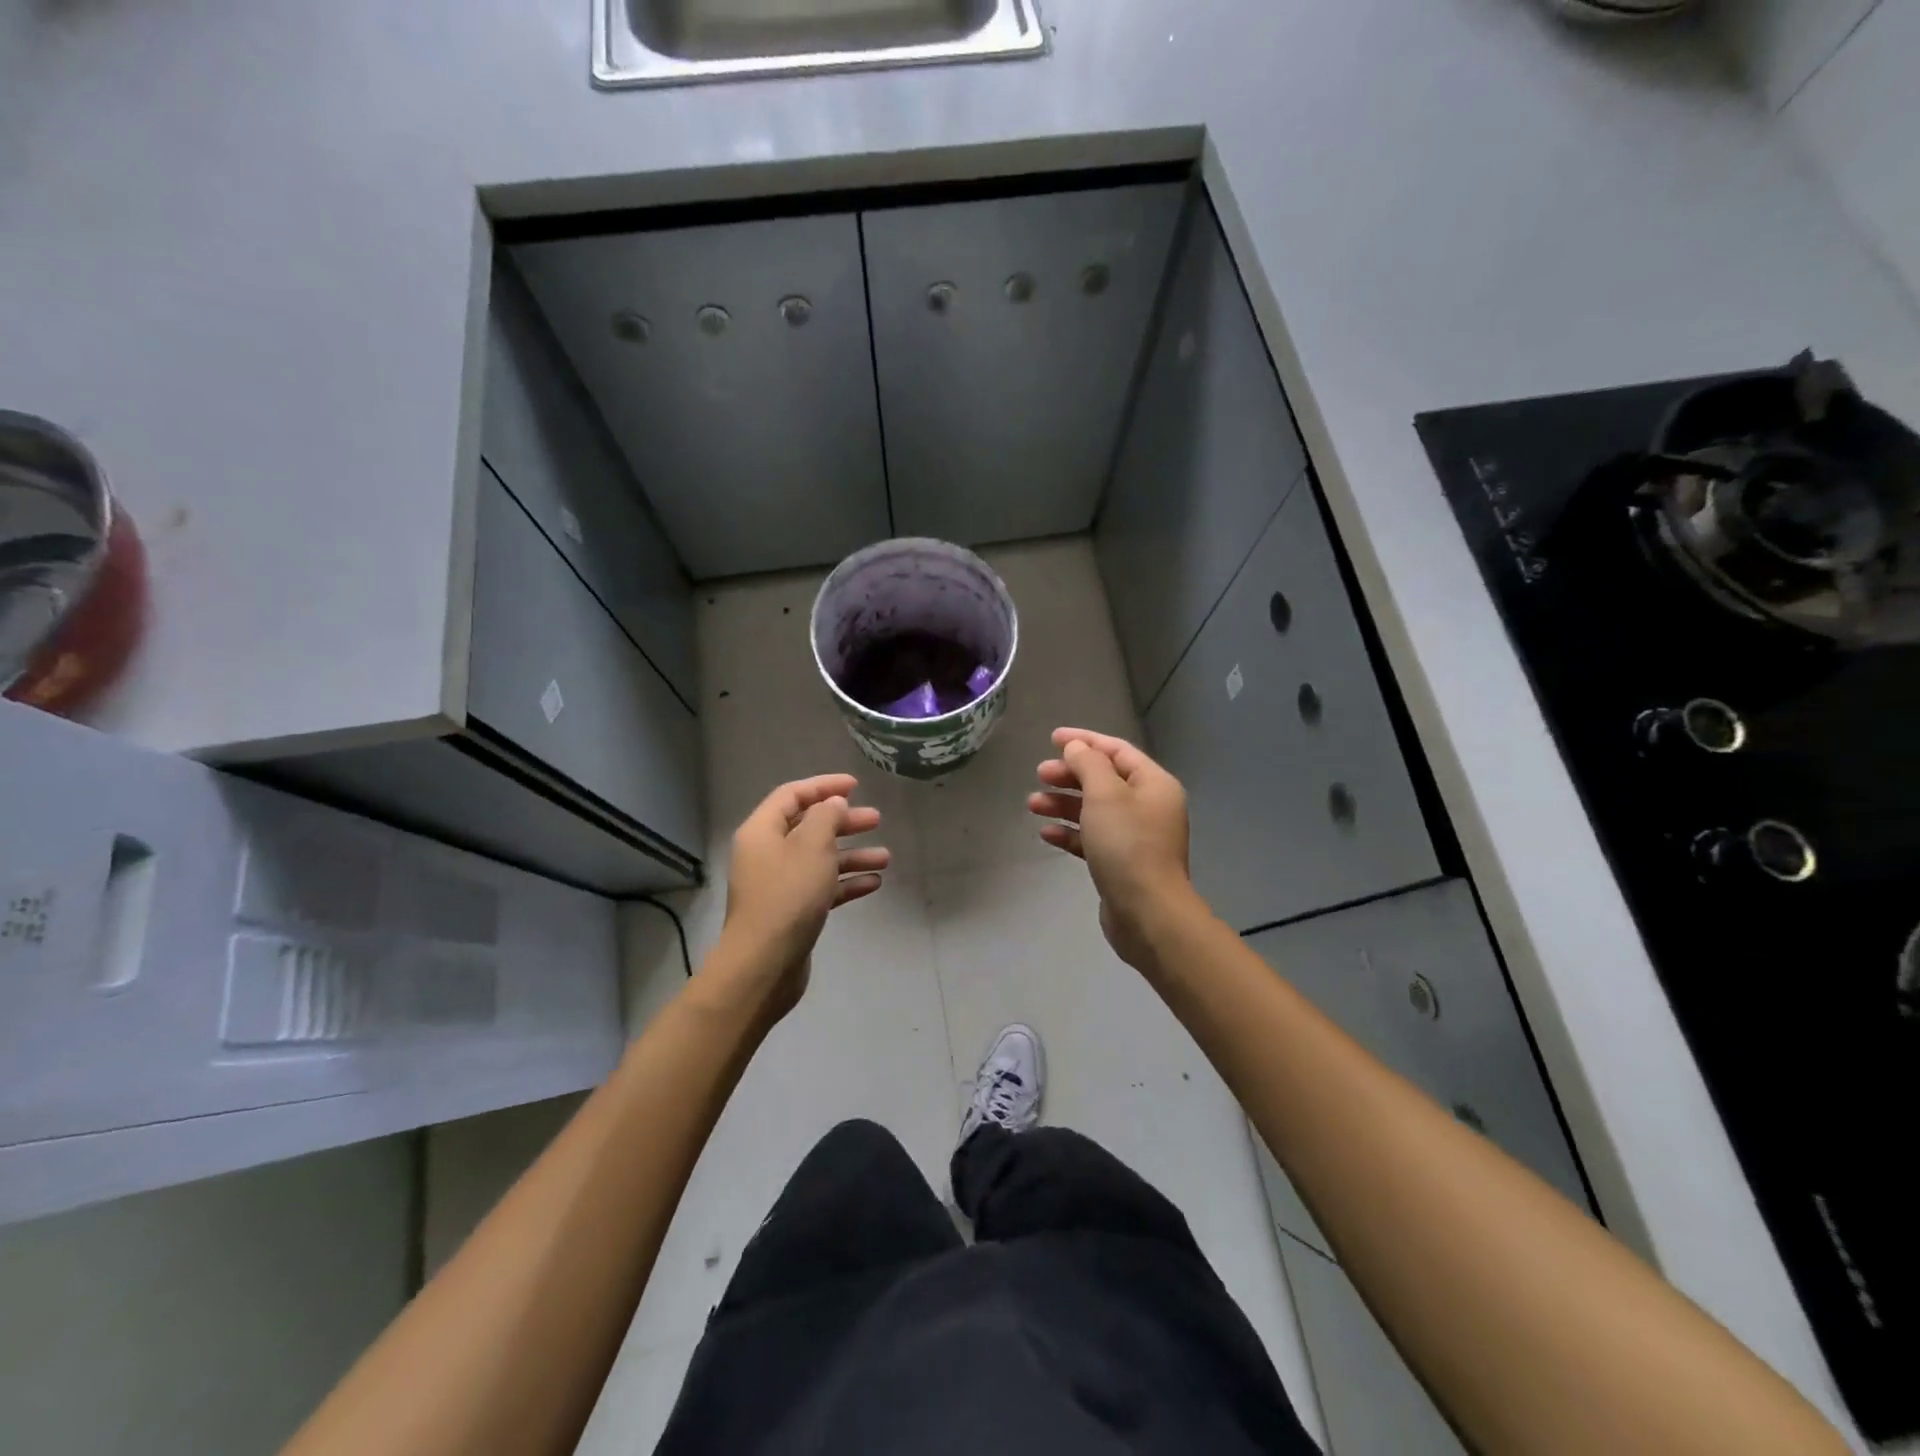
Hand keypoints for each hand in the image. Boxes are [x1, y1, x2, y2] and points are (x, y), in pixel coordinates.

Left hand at [705, 774, 889, 1021]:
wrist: (764, 965)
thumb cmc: (788, 896)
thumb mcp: (812, 846)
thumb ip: (826, 817)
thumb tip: (832, 804)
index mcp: (762, 831)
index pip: (792, 795)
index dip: (823, 786)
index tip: (856, 786)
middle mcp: (767, 854)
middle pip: (808, 827)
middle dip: (844, 822)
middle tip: (876, 820)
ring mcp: (778, 885)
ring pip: (820, 859)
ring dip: (852, 855)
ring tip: (885, 858)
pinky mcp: (792, 912)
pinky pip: (822, 888)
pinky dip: (846, 883)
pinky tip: (873, 884)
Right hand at [1027, 728, 1198, 968]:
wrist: (1147, 913)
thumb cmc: (1128, 845)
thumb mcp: (1105, 795)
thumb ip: (1088, 764)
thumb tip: (1077, 748)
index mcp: (1153, 784)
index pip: (1116, 750)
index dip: (1084, 741)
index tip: (1052, 738)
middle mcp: (1148, 806)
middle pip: (1104, 779)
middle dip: (1070, 775)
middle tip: (1040, 774)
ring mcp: (1136, 837)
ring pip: (1094, 809)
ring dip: (1063, 803)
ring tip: (1033, 805)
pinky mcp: (1121, 863)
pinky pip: (1092, 838)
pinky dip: (1070, 832)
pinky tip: (1046, 834)